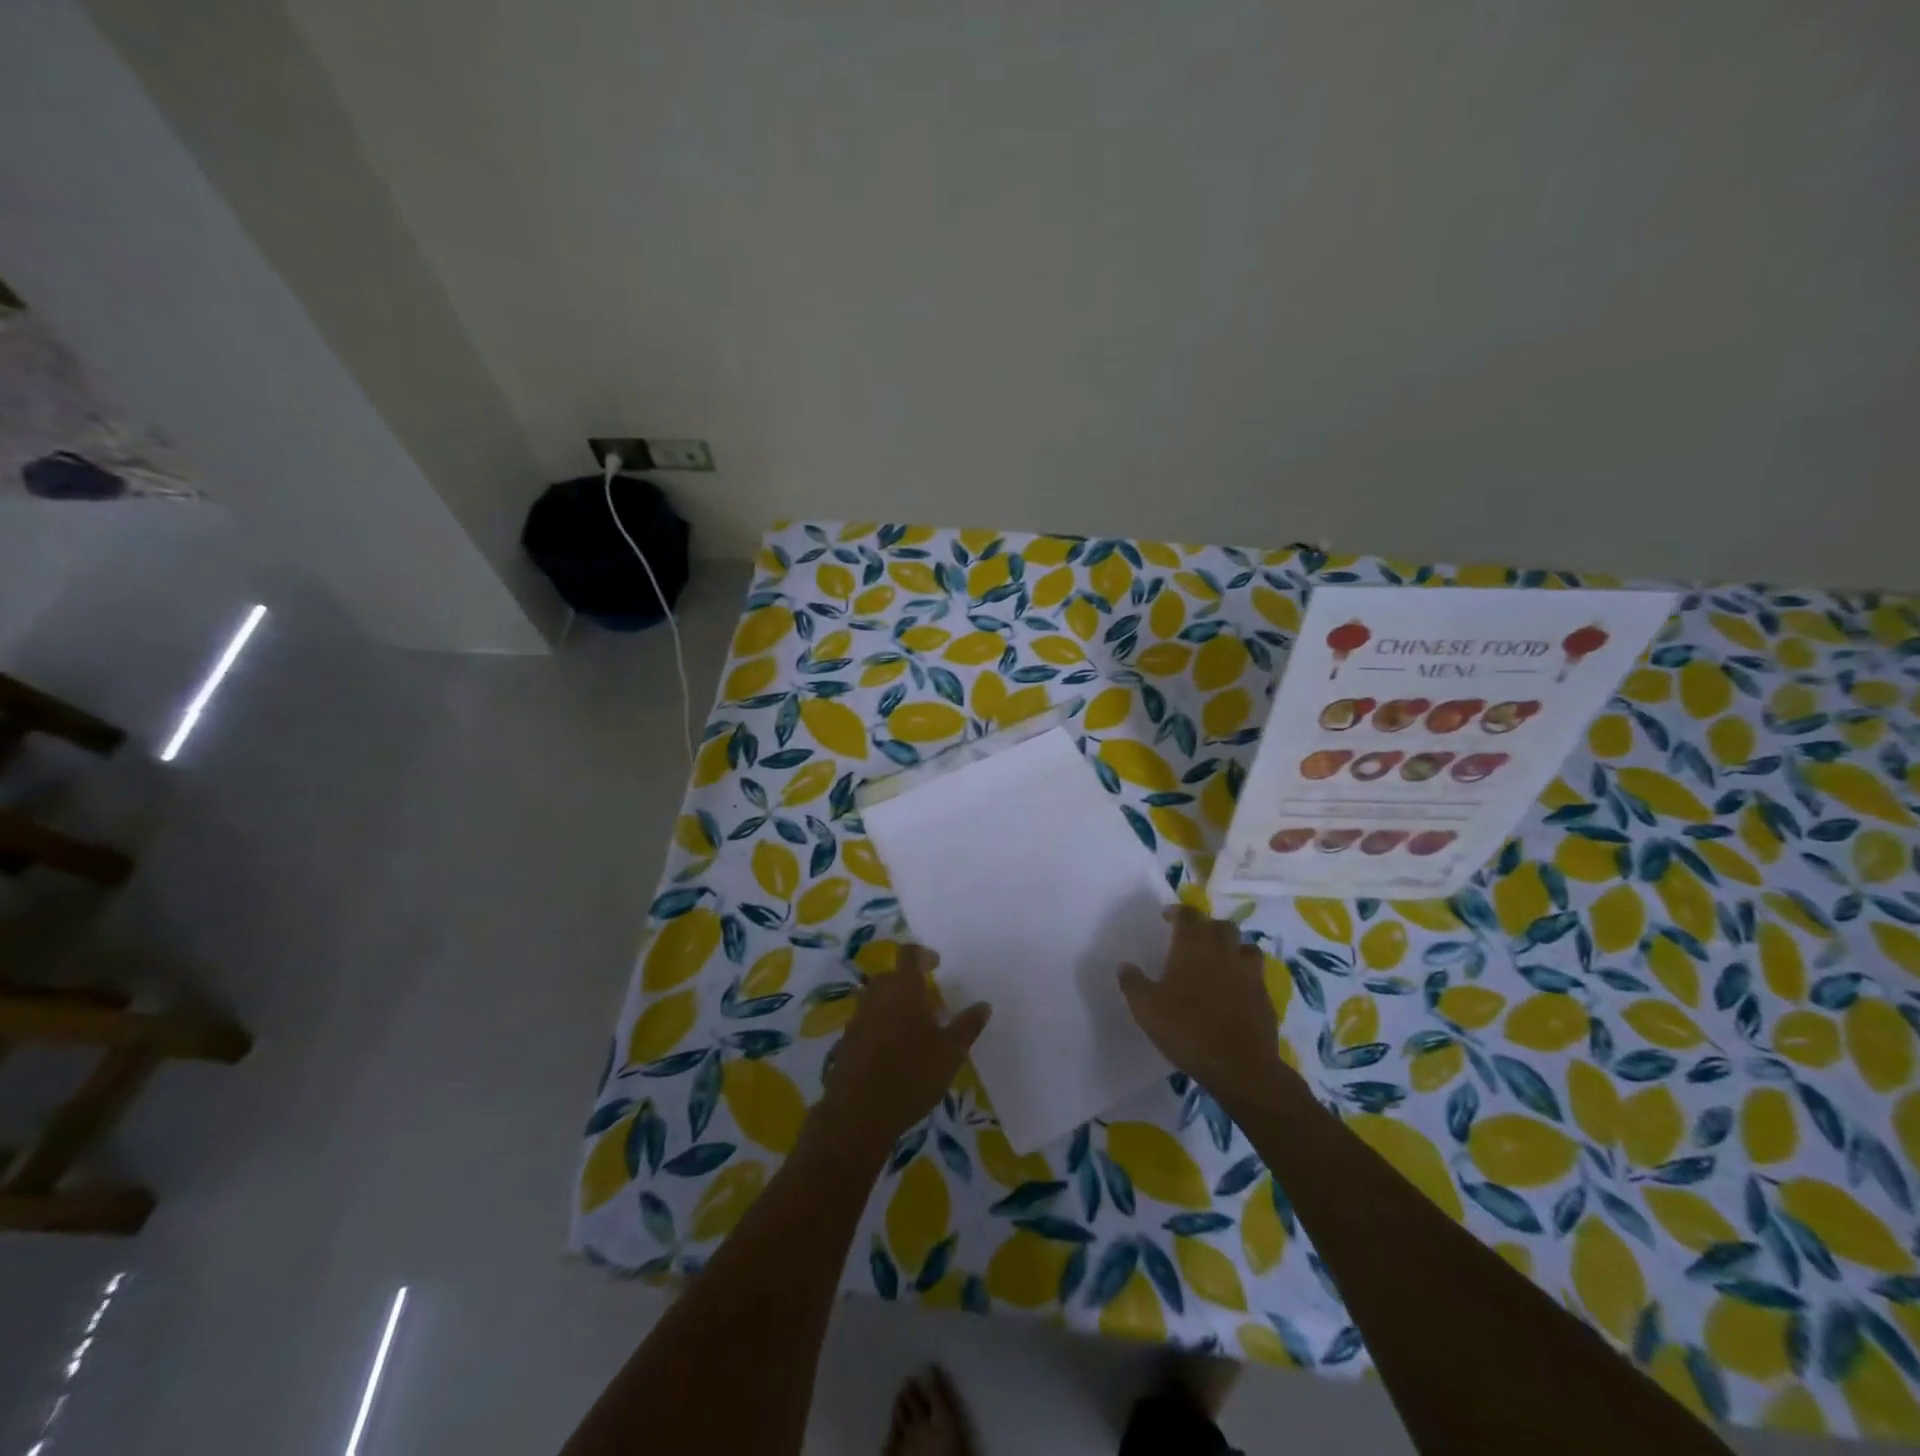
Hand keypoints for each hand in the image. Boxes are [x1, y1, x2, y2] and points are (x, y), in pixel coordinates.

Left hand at [817, 946, 990, 1157]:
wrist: (859, 1112)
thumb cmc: (912, 1074)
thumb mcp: (951, 1052)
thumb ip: (967, 1025)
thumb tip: (984, 1005)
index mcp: (903, 988)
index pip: (909, 954)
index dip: (923, 954)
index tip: (936, 964)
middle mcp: (877, 995)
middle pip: (891, 976)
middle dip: (908, 983)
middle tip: (928, 1003)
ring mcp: (858, 1018)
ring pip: (876, 999)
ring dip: (892, 1005)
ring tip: (912, 1028)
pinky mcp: (846, 1041)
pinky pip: (866, 1022)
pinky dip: (879, 1026)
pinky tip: (892, 1051)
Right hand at [1120, 905, 1282, 1107]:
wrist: (1240, 1066)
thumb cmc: (1187, 1029)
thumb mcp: (1146, 1009)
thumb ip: (1133, 983)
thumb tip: (1125, 966)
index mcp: (1193, 947)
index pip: (1188, 915)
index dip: (1178, 912)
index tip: (1168, 916)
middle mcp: (1224, 952)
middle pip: (1221, 925)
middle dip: (1207, 926)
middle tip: (1193, 938)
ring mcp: (1249, 973)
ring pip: (1245, 946)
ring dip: (1232, 947)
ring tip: (1220, 959)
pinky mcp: (1265, 997)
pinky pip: (1256, 974)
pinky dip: (1245, 974)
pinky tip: (1235, 989)